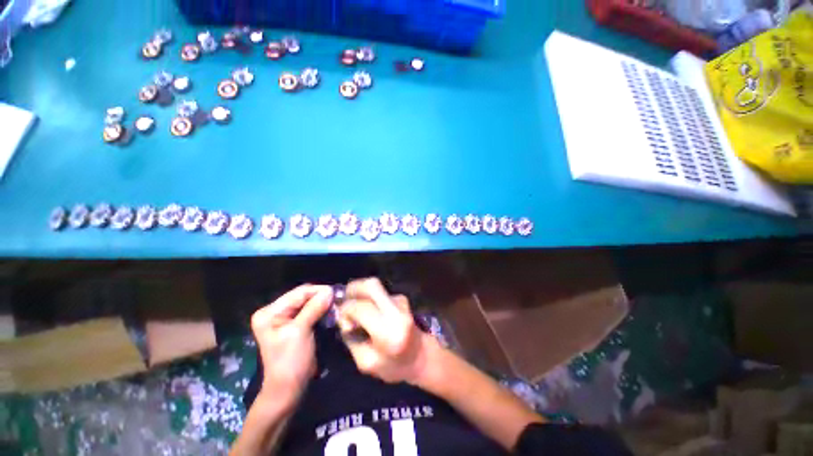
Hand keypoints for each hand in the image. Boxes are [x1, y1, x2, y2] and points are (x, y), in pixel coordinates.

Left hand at [250, 284, 332, 407]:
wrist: (288, 389)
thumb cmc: (291, 361)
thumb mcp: (300, 332)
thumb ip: (314, 308)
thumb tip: (330, 290)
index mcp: (269, 312)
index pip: (298, 293)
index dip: (318, 291)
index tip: (336, 293)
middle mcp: (274, 311)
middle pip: (303, 296)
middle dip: (321, 298)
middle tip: (338, 301)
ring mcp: (283, 318)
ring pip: (308, 303)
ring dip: (322, 304)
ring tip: (336, 306)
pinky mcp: (293, 324)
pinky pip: (309, 311)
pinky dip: (321, 311)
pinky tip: (330, 312)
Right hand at [337, 278, 439, 384]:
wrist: (421, 356)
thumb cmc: (394, 366)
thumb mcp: (366, 362)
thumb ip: (351, 338)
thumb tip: (343, 316)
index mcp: (388, 332)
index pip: (361, 308)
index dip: (346, 310)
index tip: (344, 320)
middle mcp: (397, 311)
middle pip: (371, 285)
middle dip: (353, 289)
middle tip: (345, 302)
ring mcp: (401, 301)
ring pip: (374, 287)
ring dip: (361, 295)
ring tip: (358, 312)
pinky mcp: (401, 297)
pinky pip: (379, 293)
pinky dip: (370, 299)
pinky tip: (370, 313)